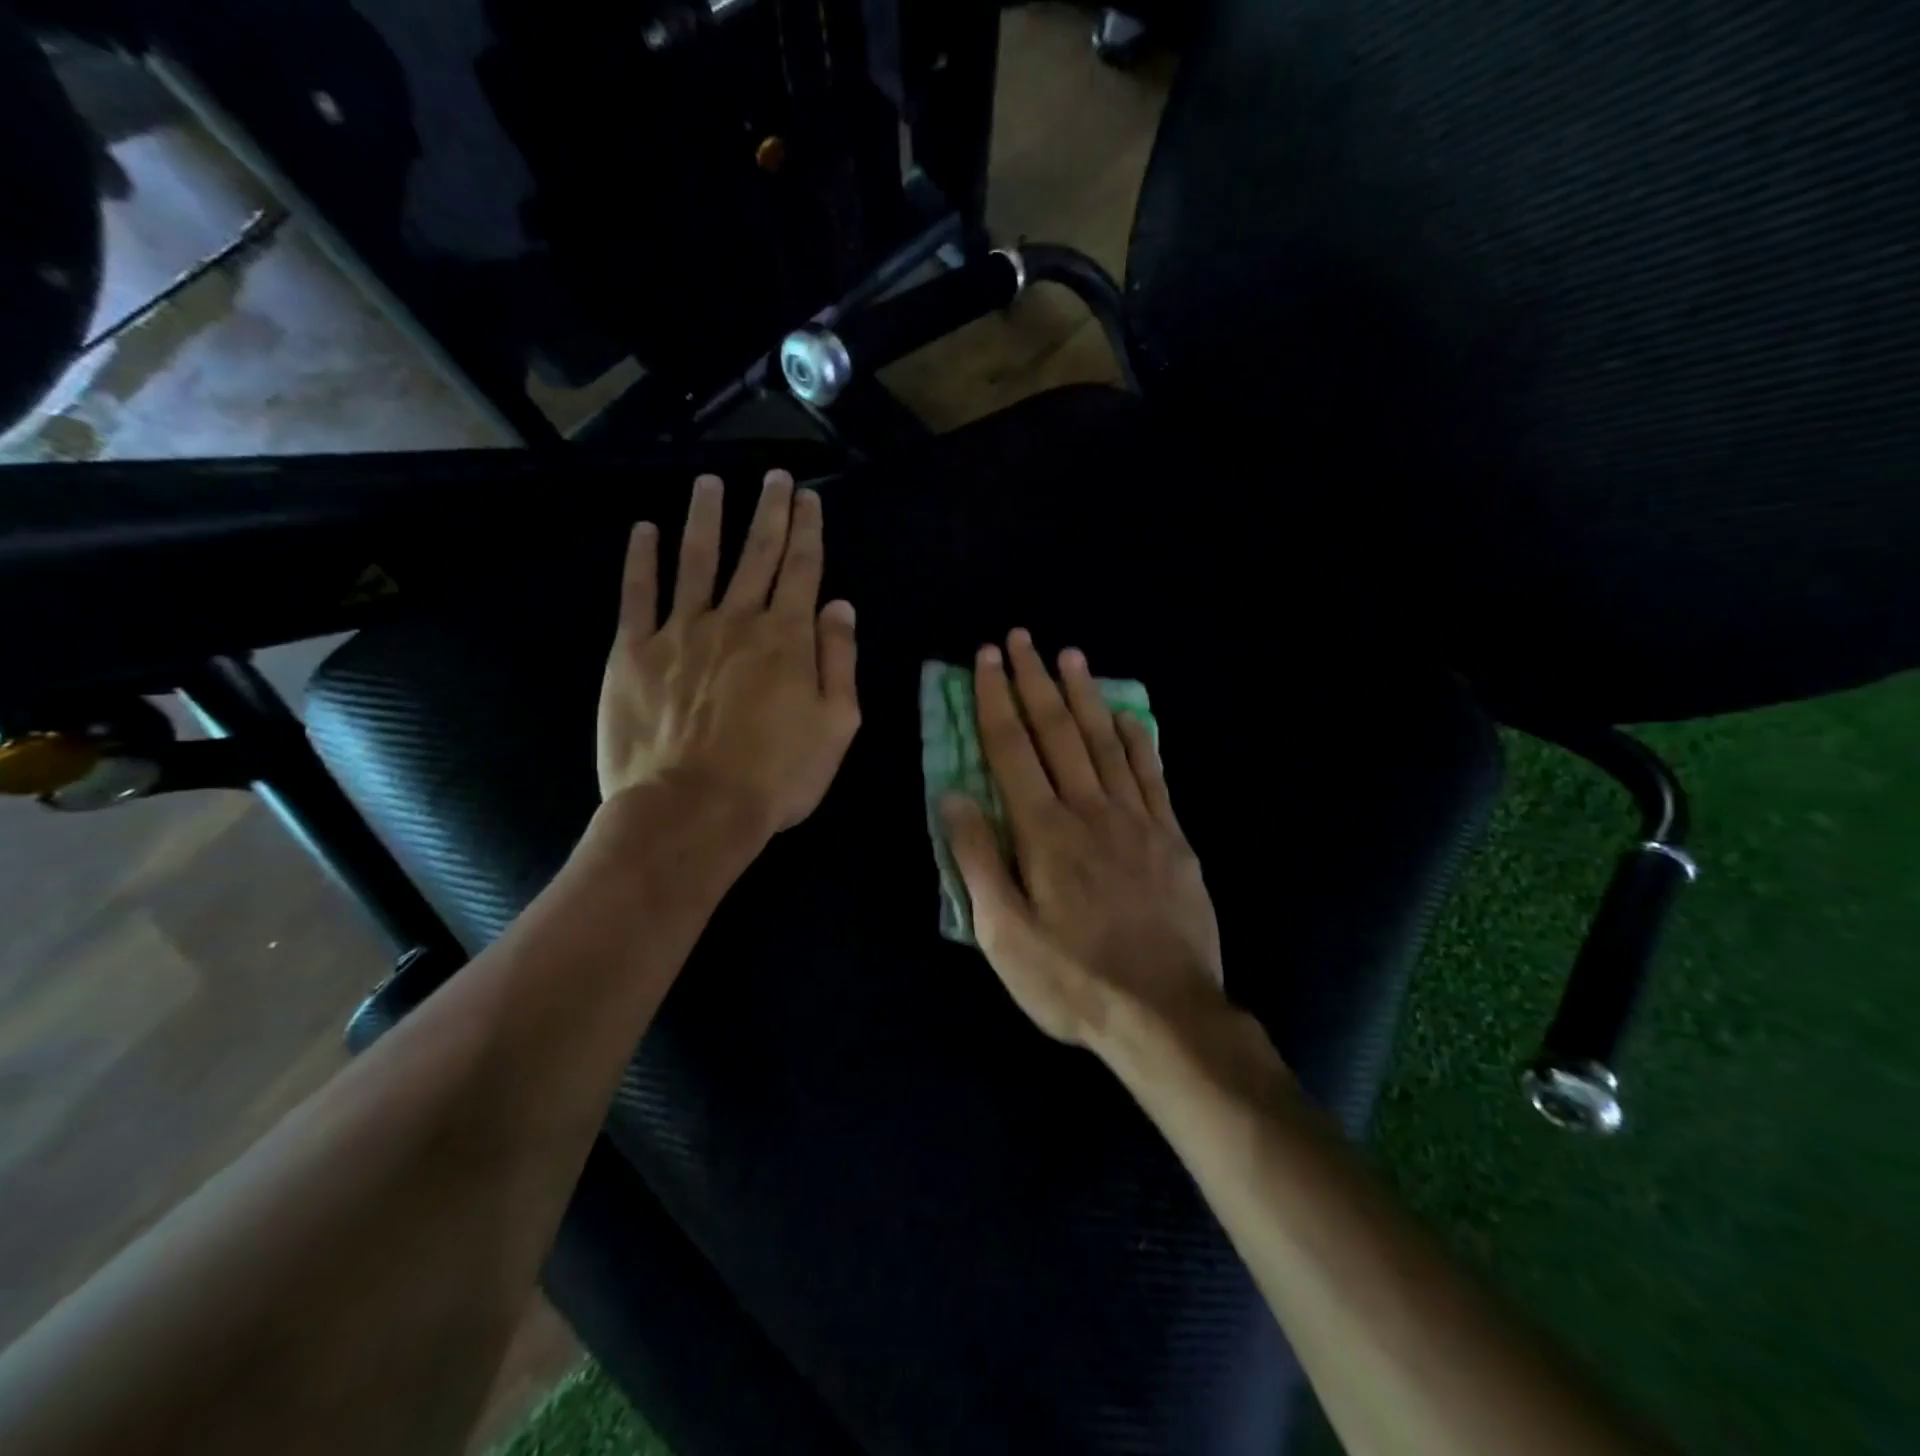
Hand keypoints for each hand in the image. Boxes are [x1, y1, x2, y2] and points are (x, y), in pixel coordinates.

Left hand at [597, 470, 859, 837]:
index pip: (801, 569)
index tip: (808, 497)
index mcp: (787, 638)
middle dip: (768, 511)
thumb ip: (839, 660)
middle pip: (755, 554)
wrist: (694, 809)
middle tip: (774, 476)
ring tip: (710, 483)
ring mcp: (682, 631)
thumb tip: (840, 606)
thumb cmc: (777, 776)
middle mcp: (736, 620)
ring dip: (706, 518)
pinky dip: (642, 559)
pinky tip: (645, 530)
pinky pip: (638, 594)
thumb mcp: (836, 725)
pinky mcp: (634, 651)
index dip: (807, 529)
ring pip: (697, 560)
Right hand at [942, 629, 1223, 1048]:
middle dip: (1034, 681)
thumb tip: (954, 795)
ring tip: (1070, 655)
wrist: (1164, 1014)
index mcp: (1043, 831)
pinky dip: (1138, 739)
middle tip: (1021, 638)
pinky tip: (1129, 714)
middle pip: (1057, 732)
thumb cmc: (1072, 980)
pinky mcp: (1172, 837)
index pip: (1012, 749)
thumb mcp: (1003, 934)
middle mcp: (1089, 810)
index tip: (986, 660)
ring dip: (1084, 695)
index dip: (995, 700)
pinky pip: (1153, 775)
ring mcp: (1137, 820)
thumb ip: (977, 859)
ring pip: (1105, 741)